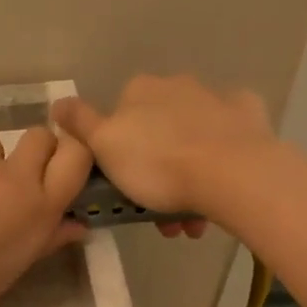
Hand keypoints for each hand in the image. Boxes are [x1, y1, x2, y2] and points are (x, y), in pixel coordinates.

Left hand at [0, 127, 93, 306]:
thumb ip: (45, 242)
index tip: (61, 166)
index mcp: (37, 208)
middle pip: (40, 136)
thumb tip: (77, 225)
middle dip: (35, 151)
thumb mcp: (8, 271)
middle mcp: (13, 175)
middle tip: (15, 179)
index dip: (74, 153)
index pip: (77, 156)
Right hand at [52, 75, 277, 231]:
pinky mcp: (250, 116)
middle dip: (156, 170)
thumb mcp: (104, 147)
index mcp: (141, 90)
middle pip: (159, 130)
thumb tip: (57, 102)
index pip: (120, 116)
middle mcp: (178, 85)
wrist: (231, 174)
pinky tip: (222, 185)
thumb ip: (79, 124)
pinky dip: (222, 158)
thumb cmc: (158, 164)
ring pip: (193, 140)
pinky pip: (229, 138)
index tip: (124, 184)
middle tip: (157, 213)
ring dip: (187, 176)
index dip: (119, 152)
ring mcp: (217, 99)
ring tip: (189, 222)